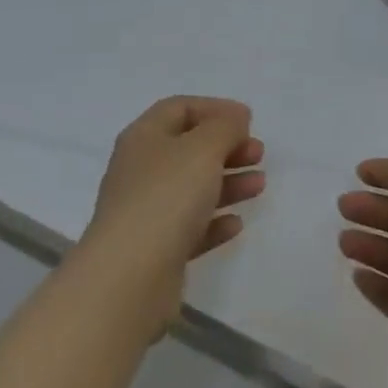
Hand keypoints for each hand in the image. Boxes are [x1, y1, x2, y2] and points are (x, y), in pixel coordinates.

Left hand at [79, 97, 265, 335]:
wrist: (128, 279)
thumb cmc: (166, 198)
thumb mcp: (203, 148)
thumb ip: (225, 127)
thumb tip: (235, 118)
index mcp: (144, 137)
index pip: (180, 108)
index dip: (215, 108)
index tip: (248, 120)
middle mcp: (141, 170)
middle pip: (189, 148)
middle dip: (227, 147)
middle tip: (258, 154)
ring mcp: (146, 212)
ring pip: (193, 188)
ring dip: (228, 183)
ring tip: (259, 185)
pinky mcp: (155, 250)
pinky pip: (190, 227)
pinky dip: (214, 222)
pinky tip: (236, 224)